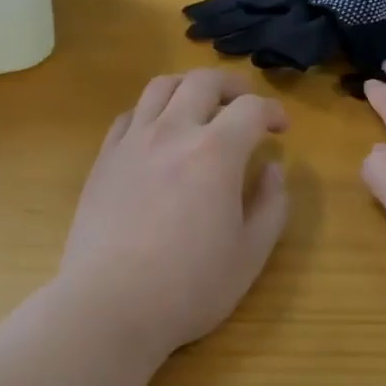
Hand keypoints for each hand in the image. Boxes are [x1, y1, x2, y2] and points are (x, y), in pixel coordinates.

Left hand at [58, 69, 288, 356]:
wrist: (110, 304)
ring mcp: (132, 142)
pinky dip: (151, 111)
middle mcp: (172, 132)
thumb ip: (271, 206)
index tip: (282, 128)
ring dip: (188, 87)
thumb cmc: (189, 287)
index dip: (273, 111)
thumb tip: (273, 169)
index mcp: (215, 152)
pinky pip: (129, 115)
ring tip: (201, 106)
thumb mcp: (250, 255)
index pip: (250, 109)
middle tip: (246, 105)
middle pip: (203, 82)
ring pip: (160, 87)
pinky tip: (158, 133)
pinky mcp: (104, 158)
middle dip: (232, 86)